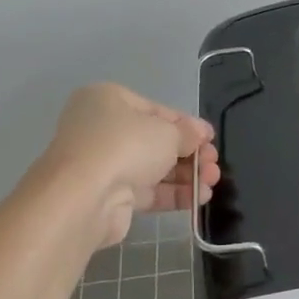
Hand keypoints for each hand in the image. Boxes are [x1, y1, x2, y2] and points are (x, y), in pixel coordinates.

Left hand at [39, 84, 219, 246]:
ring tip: (213, 182)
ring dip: (187, 175)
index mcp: (108, 100)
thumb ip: (187, 133)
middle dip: (190, 154)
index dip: (187, 125)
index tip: (211, 139)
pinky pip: (148, 191)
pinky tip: (200, 198)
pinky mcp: (110, 196)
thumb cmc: (125, 145)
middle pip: (156, 141)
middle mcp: (102, 129)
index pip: (156, 110)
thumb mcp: (166, 131)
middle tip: (214, 164)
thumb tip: (200, 135)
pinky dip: (174, 193)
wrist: (84, 196)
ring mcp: (104, 164)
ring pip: (154, 168)